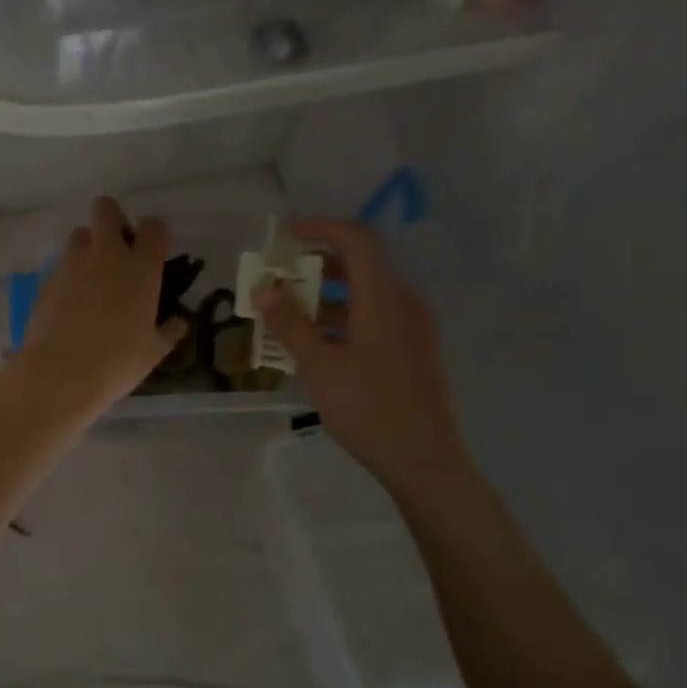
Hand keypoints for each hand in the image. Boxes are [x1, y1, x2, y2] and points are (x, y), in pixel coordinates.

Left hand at [14, 198, 187, 419]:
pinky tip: (71, 300)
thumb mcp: (153, 352)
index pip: (154, 227)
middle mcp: (106, 255)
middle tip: (119, 248)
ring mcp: (72, 264)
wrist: (60, 374)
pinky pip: (61, 263)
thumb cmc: (117, 363)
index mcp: (140, 268)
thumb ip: (169, 331)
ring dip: (88, 244)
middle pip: (106, 210)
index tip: (154, 249)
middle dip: (113, 219)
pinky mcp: (47, 279)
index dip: (155, 233)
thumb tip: (178, 322)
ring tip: (92, 274)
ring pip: (79, 233)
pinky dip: (69, 272)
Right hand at [256, 219, 469, 495]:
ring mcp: (411, 327)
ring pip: (365, 294)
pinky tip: (316, 344)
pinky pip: (374, 317)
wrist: (422, 459)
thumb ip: (290, 324)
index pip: (355, 241)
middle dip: (315, 265)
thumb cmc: (368, 409)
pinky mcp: (412, 349)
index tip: (285, 235)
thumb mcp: (320, 367)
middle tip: (278, 278)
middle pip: (359, 266)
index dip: (320, 228)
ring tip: (287, 315)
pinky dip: (342, 317)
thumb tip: (263, 289)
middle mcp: (402, 303)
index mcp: (383, 299)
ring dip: (325, 295)